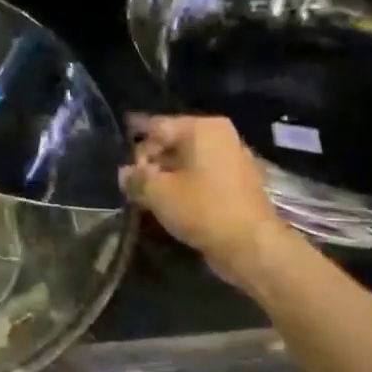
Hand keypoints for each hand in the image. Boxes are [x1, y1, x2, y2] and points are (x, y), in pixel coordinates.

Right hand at [120, 115, 289, 275]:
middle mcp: (220, 136)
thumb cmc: (202, 208)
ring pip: (188, 162)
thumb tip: (125, 173)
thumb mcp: (158, 192)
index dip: (135, 141)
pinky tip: (170, 203)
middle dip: (151, 162)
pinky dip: (185, 186)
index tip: (120, 155)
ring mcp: (233, 159)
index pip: (157, 126)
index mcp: (202, 128)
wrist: (251, 245)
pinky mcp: (238, 184)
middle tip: (132, 183)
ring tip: (147, 195)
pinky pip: (202, 177)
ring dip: (166, 176)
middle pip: (173, 142)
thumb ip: (136, 178)